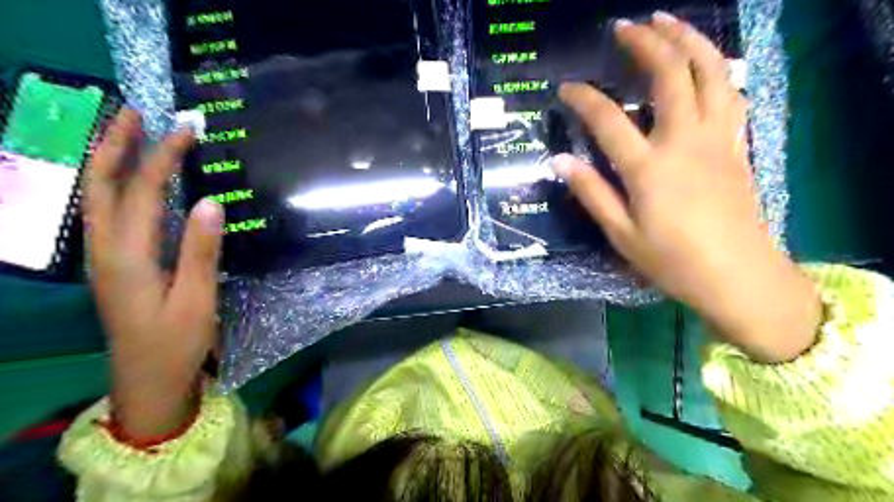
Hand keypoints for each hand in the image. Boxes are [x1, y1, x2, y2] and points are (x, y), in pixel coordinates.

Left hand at [84, 110, 223, 439]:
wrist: (146, 381)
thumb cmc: (176, 342)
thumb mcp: (197, 299)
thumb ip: (201, 250)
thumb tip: (210, 202)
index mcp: (128, 256)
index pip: (143, 192)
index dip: (164, 157)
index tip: (186, 129)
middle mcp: (105, 250)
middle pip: (100, 185)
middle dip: (115, 144)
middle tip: (134, 112)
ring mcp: (104, 258)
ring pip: (96, 198)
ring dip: (109, 161)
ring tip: (128, 134)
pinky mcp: (114, 266)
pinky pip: (107, 214)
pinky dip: (115, 186)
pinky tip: (132, 182)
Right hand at [556, 13, 819, 360]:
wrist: (738, 275)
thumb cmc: (673, 260)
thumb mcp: (622, 234)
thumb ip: (592, 193)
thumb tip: (560, 161)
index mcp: (649, 168)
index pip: (609, 119)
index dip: (584, 98)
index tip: (566, 88)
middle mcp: (685, 142)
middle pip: (670, 75)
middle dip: (647, 43)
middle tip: (625, 27)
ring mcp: (717, 139)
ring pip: (711, 73)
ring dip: (689, 40)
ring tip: (668, 23)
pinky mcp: (737, 145)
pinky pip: (731, 94)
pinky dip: (717, 70)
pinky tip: (704, 65)